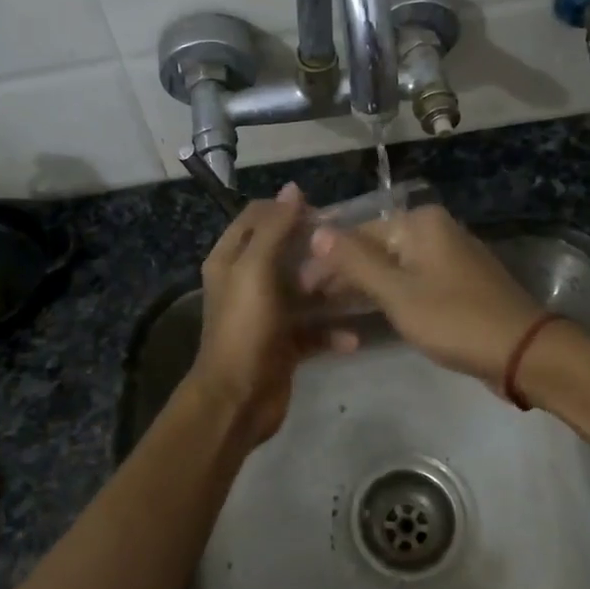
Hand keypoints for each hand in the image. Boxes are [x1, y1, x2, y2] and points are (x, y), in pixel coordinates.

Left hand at [191, 185, 355, 448]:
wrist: (238, 399)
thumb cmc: (244, 327)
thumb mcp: (255, 270)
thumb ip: (274, 228)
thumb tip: (292, 189)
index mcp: (231, 259)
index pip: (257, 217)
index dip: (287, 210)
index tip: (323, 214)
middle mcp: (246, 282)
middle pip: (285, 252)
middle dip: (315, 249)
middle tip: (350, 246)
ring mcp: (266, 314)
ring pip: (303, 291)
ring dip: (329, 289)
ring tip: (358, 285)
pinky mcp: (285, 344)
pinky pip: (314, 330)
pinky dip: (332, 332)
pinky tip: (354, 336)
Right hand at [302, 205, 544, 388]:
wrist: (522, 351)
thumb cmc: (455, 318)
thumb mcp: (398, 291)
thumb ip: (355, 261)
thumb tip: (316, 230)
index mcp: (420, 223)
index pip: (357, 233)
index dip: (326, 259)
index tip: (297, 286)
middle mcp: (435, 230)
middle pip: (375, 247)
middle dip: (342, 273)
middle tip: (309, 301)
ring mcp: (448, 256)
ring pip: (393, 265)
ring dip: (363, 285)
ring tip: (329, 308)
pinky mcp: (456, 282)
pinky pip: (412, 280)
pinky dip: (389, 294)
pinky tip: (366, 312)